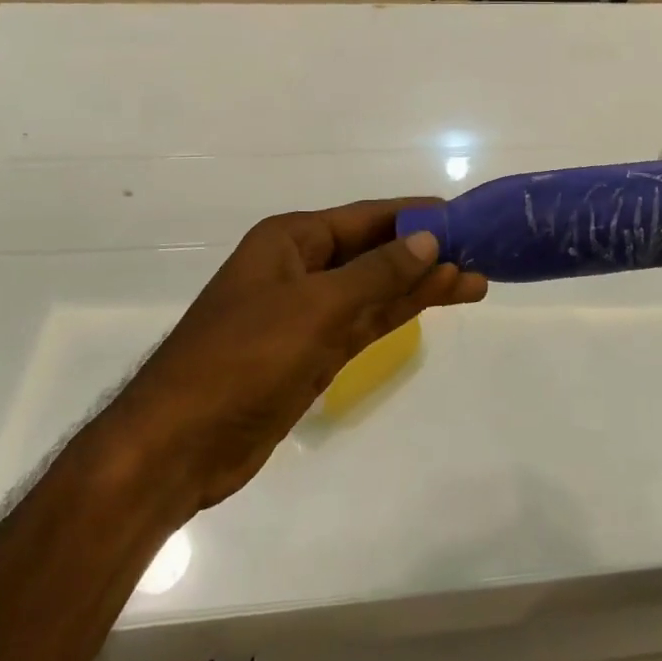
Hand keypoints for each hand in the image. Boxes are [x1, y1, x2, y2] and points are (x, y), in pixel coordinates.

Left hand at [136, 201, 486, 509]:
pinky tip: (434, 303)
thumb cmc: (244, 358)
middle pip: (376, 252)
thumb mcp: (316, 307)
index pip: (366, 218)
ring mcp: (308, 313)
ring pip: (376, 290)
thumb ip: (377, 273)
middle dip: (426, 252)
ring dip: (421, 285)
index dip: (415, 215)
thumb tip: (428, 238)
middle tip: (482, 253)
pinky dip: (399, 313)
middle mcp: (301, 268)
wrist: (179, 445)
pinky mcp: (313, 352)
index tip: (462, 215)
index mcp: (291, 241)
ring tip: (475, 281)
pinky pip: (366, 322)